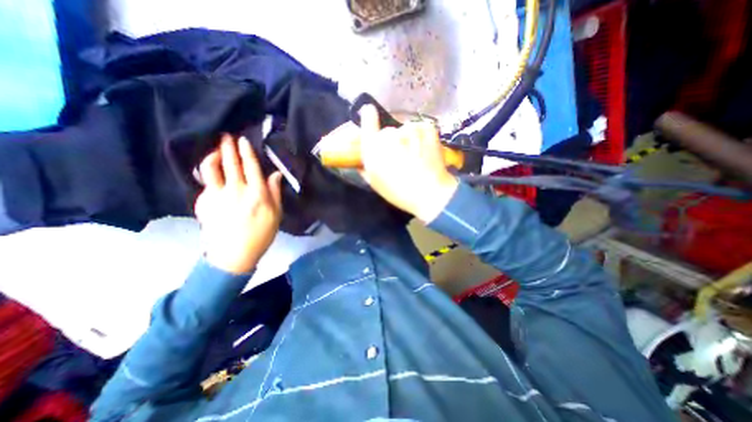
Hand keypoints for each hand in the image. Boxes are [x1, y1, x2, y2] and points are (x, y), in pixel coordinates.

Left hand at [194, 134, 283, 273]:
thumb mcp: (276, 215)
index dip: (246, 152)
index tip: (242, 140)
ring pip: (211, 168)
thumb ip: (275, 192)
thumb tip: (275, 174)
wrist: (233, 254)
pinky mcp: (203, 202)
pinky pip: (205, 182)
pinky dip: (209, 174)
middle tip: (226, 136)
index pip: (251, 167)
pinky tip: (213, 173)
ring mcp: (216, 195)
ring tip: (216, 150)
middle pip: (230, 163)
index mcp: (257, 194)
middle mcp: (236, 190)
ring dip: (213, 155)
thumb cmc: (261, 234)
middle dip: (228, 147)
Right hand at [357, 105, 457, 222]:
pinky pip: (419, 129)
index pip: (368, 119)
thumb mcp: (375, 183)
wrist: (430, 193)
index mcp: (373, 147)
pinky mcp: (427, 128)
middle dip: (391, 141)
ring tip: (416, 157)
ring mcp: (410, 129)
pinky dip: (421, 137)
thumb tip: (360, 160)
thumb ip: (364, 167)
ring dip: (408, 140)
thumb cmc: (398, 192)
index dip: (369, 117)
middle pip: (388, 132)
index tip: (370, 113)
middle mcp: (390, 134)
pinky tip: (425, 151)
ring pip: (405, 130)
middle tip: (400, 157)